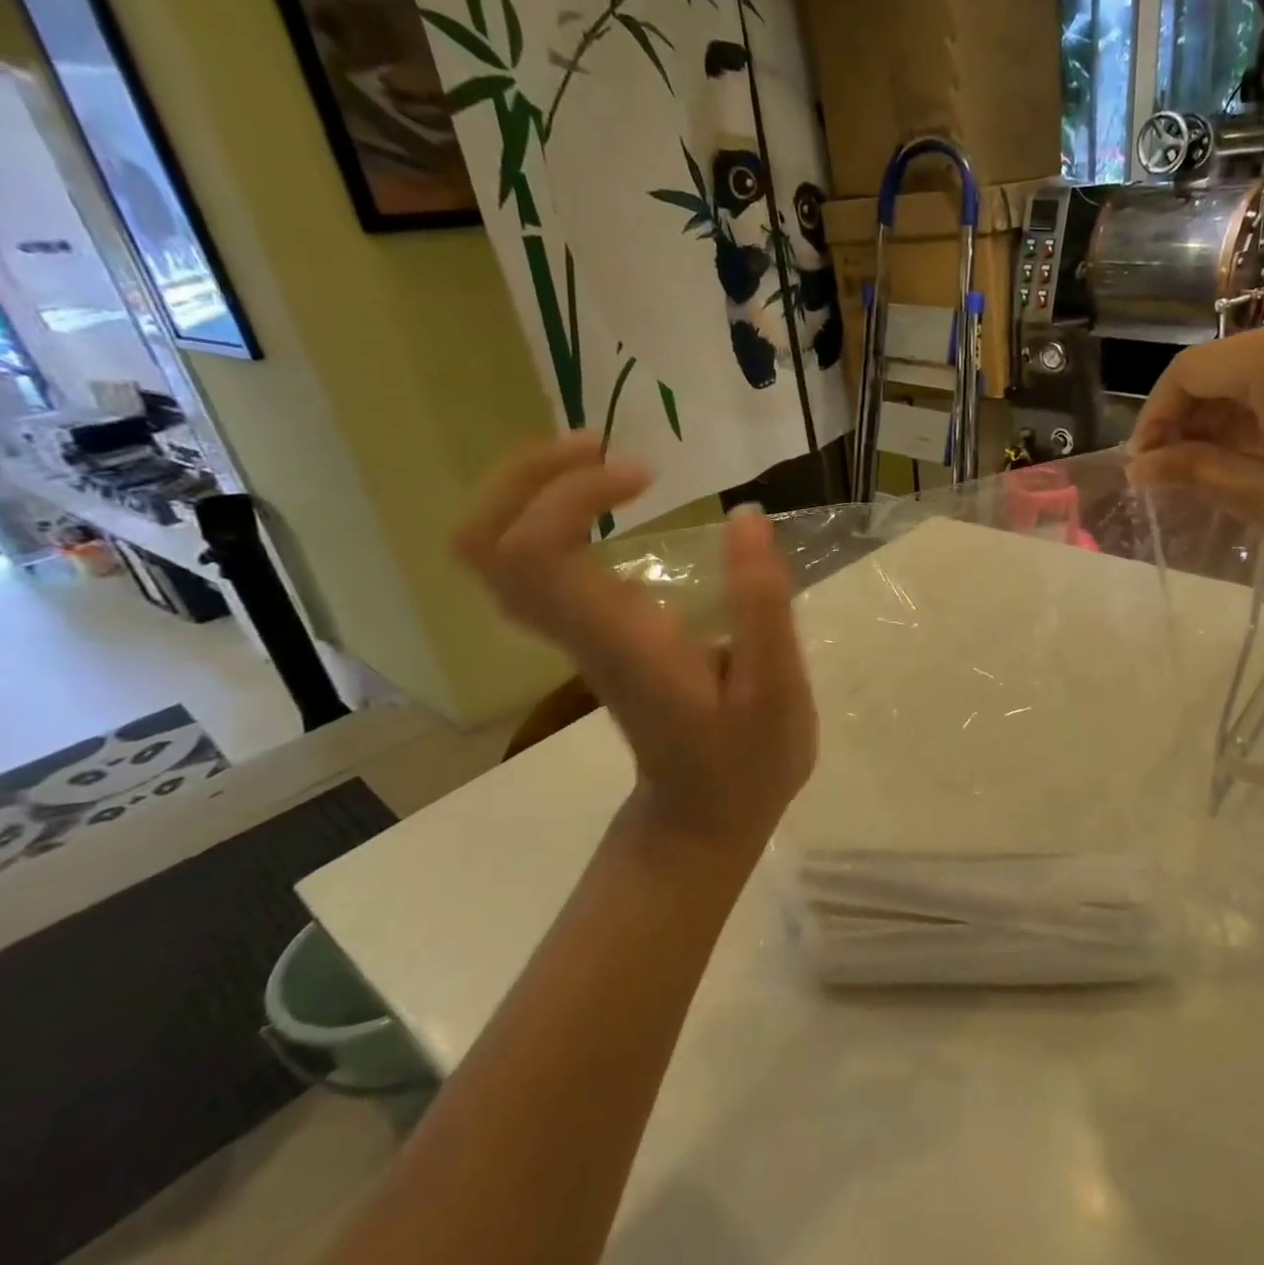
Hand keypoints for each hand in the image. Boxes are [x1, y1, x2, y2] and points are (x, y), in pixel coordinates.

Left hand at [454, 433, 816, 860]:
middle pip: (486, 547)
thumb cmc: (746, 761)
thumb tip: (746, 517)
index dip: (569, 495)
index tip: (644, 476)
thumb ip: (762, 606)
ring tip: (600, 460)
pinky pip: (529, 564)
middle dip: (526, 477)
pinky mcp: (587, 634)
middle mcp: (578, 632)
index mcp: (618, 641)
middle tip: (598, 446)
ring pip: (495, 554)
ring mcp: (575, 635)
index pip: (534, 555)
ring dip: (531, 490)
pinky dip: (549, 515)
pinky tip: (606, 500)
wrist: (703, 818)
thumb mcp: (776, 689)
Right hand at [1128, 312, 1263, 600]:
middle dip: (1189, 419)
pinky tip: (1251, 456)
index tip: (1143, 465)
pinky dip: (1261, 413)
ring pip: (1255, 372)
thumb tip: (1138, 467)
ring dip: (1223, 419)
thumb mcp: (1261, 496)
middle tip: (1170, 474)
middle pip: (1223, 366)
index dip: (1156, 417)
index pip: (1190, 371)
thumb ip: (1191, 470)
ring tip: (1206, 472)